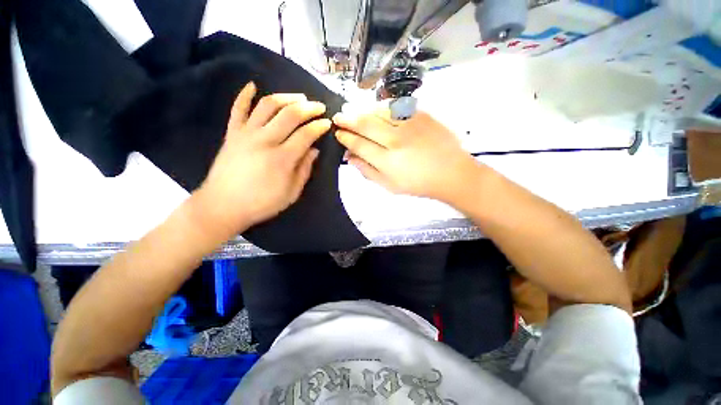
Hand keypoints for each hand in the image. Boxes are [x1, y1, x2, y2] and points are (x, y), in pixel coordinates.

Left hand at [191, 82, 330, 240]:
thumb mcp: (292, 192)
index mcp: (282, 158)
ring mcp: (246, 134)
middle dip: (308, 107)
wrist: (223, 206)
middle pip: (290, 115)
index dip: (319, 126)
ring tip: (298, 97)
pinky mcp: (232, 133)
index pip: (306, 134)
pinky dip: (244, 95)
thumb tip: (314, 150)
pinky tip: (253, 85)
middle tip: (319, 106)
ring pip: (267, 105)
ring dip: (285, 97)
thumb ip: (304, 170)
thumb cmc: (262, 203)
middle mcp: (265, 140)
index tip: (328, 123)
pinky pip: (238, 109)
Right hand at [333, 109, 480, 202]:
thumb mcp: (390, 186)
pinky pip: (396, 107)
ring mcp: (409, 125)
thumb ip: (368, 172)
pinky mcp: (421, 116)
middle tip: (338, 117)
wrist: (451, 173)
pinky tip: (376, 111)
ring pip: (378, 112)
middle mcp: (396, 141)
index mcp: (388, 162)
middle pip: (365, 125)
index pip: (359, 145)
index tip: (338, 133)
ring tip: (355, 113)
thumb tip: (350, 158)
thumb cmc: (419, 184)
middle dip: (347, 119)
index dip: (346, 138)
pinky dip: (382, 108)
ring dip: (363, 111)